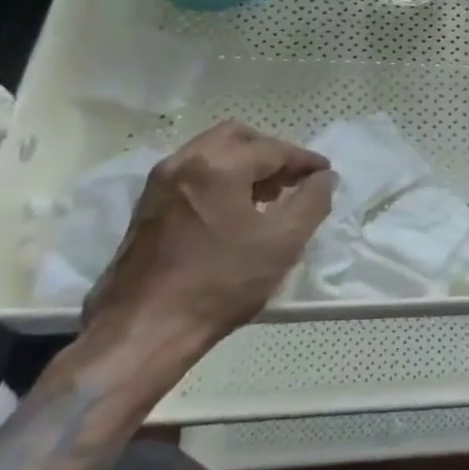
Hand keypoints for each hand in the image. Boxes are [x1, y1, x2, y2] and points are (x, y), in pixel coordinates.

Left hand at [81, 121, 336, 374]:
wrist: (142, 332)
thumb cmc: (220, 284)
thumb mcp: (283, 242)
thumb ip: (313, 201)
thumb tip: (324, 178)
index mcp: (218, 166)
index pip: (274, 149)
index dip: (306, 161)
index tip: (326, 175)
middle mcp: (184, 162)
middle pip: (238, 137)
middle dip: (271, 153)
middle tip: (293, 180)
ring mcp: (159, 184)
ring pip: (211, 152)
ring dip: (244, 164)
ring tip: (267, 197)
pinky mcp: (146, 207)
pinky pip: (192, 173)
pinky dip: (220, 178)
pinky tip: (234, 211)